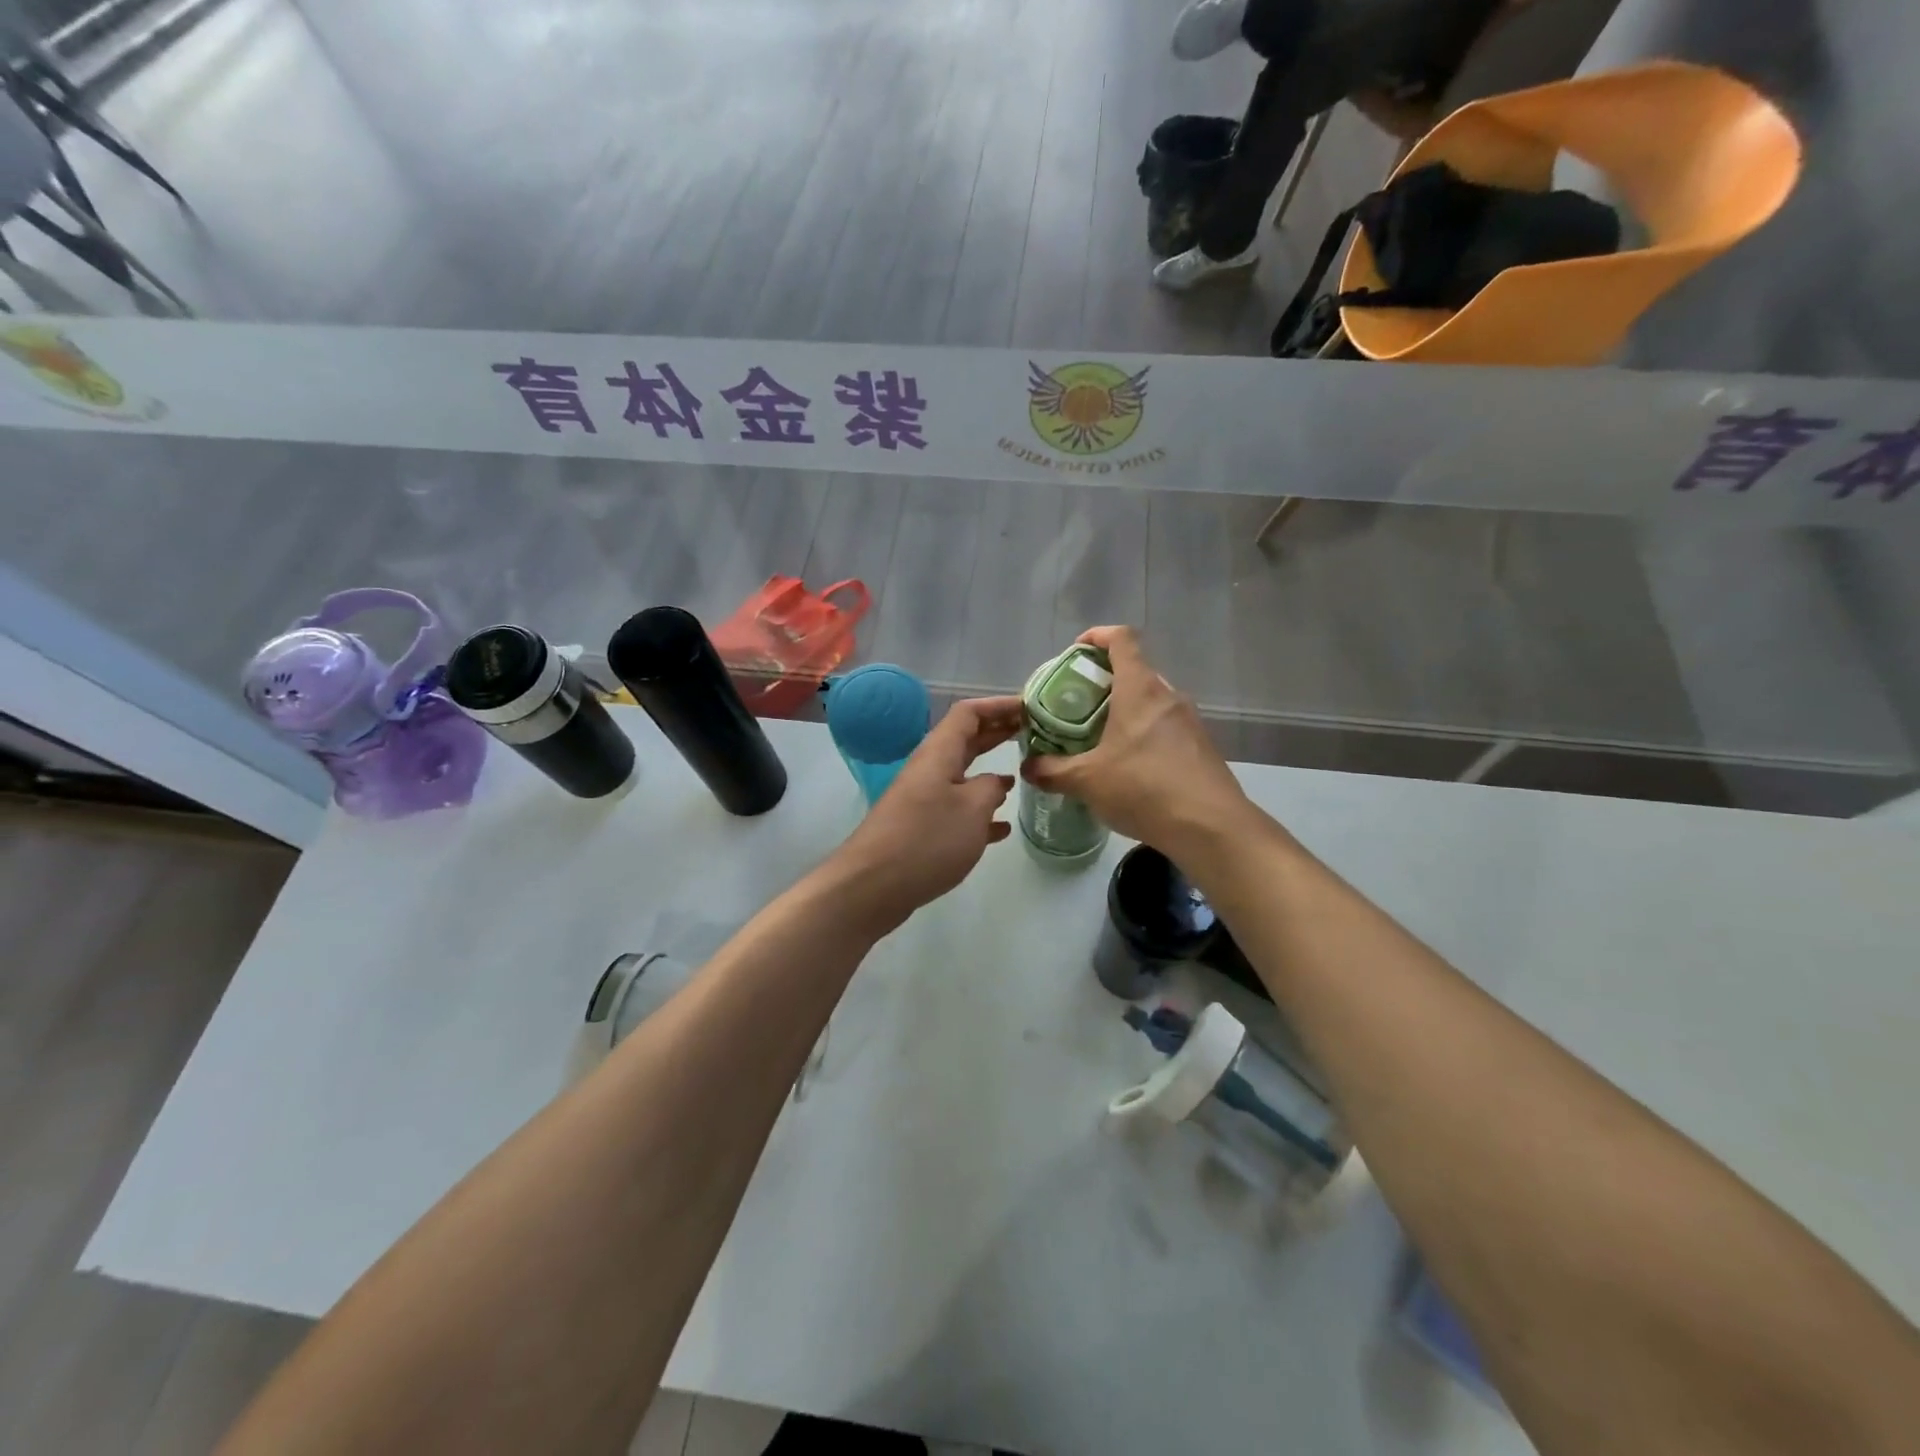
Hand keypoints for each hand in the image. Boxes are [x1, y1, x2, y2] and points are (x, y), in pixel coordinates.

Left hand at [826, 696, 1021, 932]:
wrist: (873, 885)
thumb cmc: (927, 839)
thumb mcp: (972, 809)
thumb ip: (991, 788)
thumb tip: (996, 782)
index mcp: (939, 754)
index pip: (969, 713)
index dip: (998, 706)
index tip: (1029, 706)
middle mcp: (930, 769)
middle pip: (966, 740)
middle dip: (997, 733)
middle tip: (1033, 731)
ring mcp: (924, 799)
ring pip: (963, 775)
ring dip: (991, 771)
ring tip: (1023, 772)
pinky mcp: (922, 828)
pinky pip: (957, 809)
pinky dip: (980, 811)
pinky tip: (1002, 828)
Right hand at [1021, 626, 1249, 858]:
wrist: (1211, 827)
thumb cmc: (1144, 789)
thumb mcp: (1087, 781)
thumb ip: (1052, 770)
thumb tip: (1028, 767)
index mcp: (1140, 690)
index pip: (1122, 639)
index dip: (1097, 636)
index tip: (1076, 652)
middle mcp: (1168, 696)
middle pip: (1134, 671)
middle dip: (1103, 682)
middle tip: (1076, 707)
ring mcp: (1189, 721)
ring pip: (1150, 702)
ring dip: (1124, 711)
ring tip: (1098, 739)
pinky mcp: (1201, 747)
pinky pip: (1165, 728)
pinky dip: (1142, 735)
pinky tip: (1128, 768)